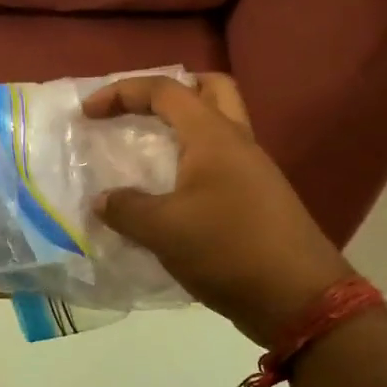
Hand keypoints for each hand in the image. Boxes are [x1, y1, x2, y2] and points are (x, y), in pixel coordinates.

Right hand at [83, 73, 351, 346]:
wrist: (298, 298)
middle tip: (138, 112)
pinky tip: (170, 195)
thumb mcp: (164, 230)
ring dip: (182, 128)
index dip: (122, 92)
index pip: (165, 90)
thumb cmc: (228, 250)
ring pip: (218, 127)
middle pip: (209, 88)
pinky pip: (221, 163)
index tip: (88, 113)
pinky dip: (192, 163)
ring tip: (147, 153)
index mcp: (214, 136)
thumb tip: (103, 201)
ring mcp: (253, 171)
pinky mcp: (258, 199)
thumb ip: (126, 209)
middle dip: (170, 91)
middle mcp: (237, 142)